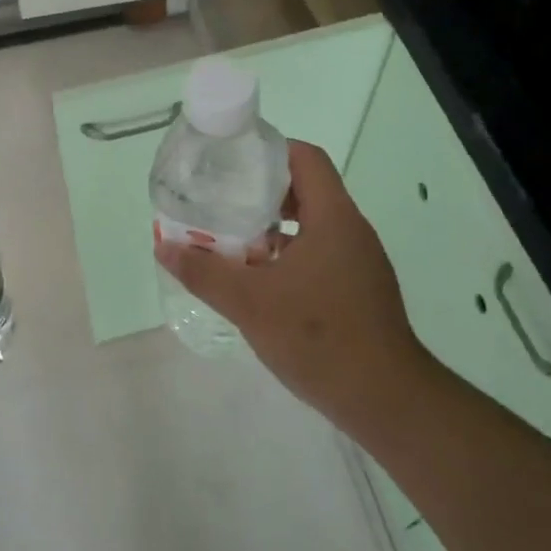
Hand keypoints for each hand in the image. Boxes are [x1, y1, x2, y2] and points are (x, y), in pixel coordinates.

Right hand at [155, 139, 429, 433]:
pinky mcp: (359, 289)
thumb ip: (205, 273)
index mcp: (333, 218)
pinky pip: (319, 254)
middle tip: (220, 203)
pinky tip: (259, 281)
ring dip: (272, 228)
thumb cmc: (319, 338)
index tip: (231, 163)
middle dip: (260, 193)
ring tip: (231, 241)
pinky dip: (288, 255)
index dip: (268, 151)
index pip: (305, 158)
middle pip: (306, 190)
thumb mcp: (250, 303)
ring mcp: (359, 262)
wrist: (384, 399)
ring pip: (311, 226)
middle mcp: (351, 231)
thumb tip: (165, 248)